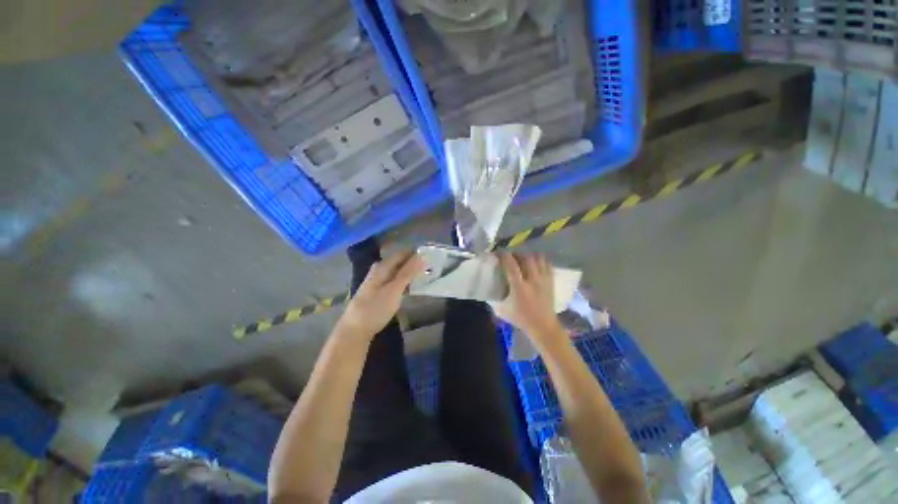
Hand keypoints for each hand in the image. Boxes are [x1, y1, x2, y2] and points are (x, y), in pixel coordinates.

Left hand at [335, 251, 424, 339]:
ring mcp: (378, 282)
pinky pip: (395, 281)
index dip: (417, 253)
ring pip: (398, 272)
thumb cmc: (376, 308)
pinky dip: (405, 282)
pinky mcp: (378, 292)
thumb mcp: (394, 289)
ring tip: (426, 276)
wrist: (355, 330)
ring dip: (411, 273)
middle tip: (432, 267)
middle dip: (415, 263)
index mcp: (382, 266)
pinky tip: (412, 287)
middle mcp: (379, 270)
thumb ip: (408, 273)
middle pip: (400, 262)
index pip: (403, 253)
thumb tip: (422, 256)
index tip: (432, 256)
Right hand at [494, 252, 563, 341]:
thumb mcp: (502, 310)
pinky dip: (539, 259)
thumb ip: (494, 297)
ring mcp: (543, 279)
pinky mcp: (551, 280)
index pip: (511, 265)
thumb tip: (486, 287)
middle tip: (510, 254)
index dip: (504, 255)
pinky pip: (546, 263)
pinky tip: (533, 261)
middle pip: (526, 257)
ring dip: (528, 254)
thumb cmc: (521, 319)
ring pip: (537, 258)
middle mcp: (532, 280)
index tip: (498, 252)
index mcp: (519, 288)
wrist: (543, 326)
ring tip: (521, 256)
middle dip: (516, 252)